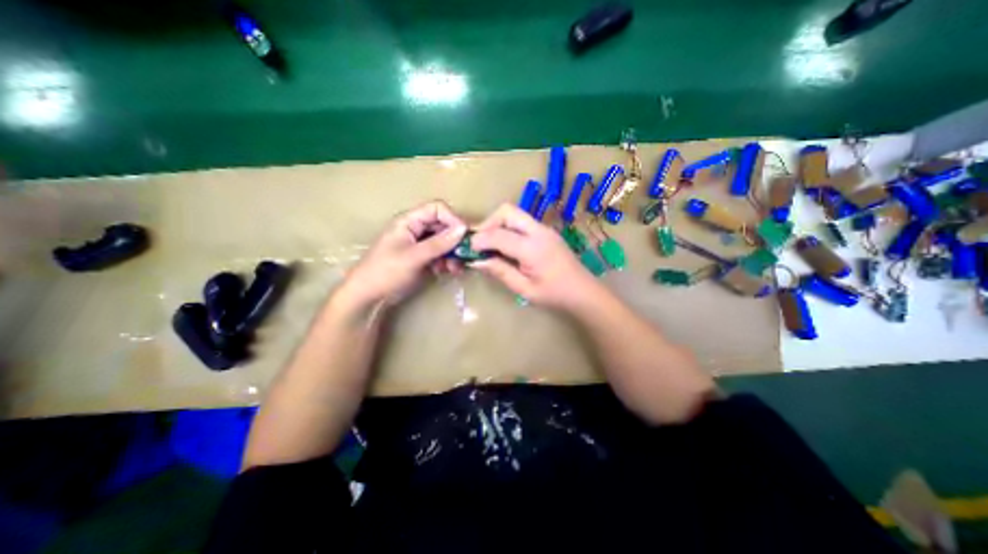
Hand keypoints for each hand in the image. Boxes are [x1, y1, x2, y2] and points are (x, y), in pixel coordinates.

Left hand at [339, 202, 465, 307]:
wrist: (368, 296)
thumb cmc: (386, 272)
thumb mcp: (414, 257)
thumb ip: (439, 243)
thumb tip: (463, 228)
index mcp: (409, 221)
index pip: (436, 209)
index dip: (452, 218)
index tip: (465, 235)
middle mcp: (415, 229)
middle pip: (442, 225)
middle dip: (454, 239)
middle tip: (464, 254)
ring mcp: (418, 244)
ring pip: (443, 241)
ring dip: (452, 253)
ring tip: (455, 268)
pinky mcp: (421, 258)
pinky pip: (439, 254)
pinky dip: (446, 261)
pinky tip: (447, 271)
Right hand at [471, 202, 602, 308]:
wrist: (583, 291)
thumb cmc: (554, 295)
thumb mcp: (523, 288)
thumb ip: (500, 271)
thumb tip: (476, 261)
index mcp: (532, 248)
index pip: (498, 235)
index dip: (479, 240)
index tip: (468, 250)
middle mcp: (538, 231)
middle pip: (507, 211)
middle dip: (488, 223)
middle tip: (481, 243)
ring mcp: (544, 229)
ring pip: (514, 214)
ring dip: (498, 224)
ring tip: (492, 245)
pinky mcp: (546, 232)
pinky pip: (522, 222)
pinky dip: (509, 229)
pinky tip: (507, 246)